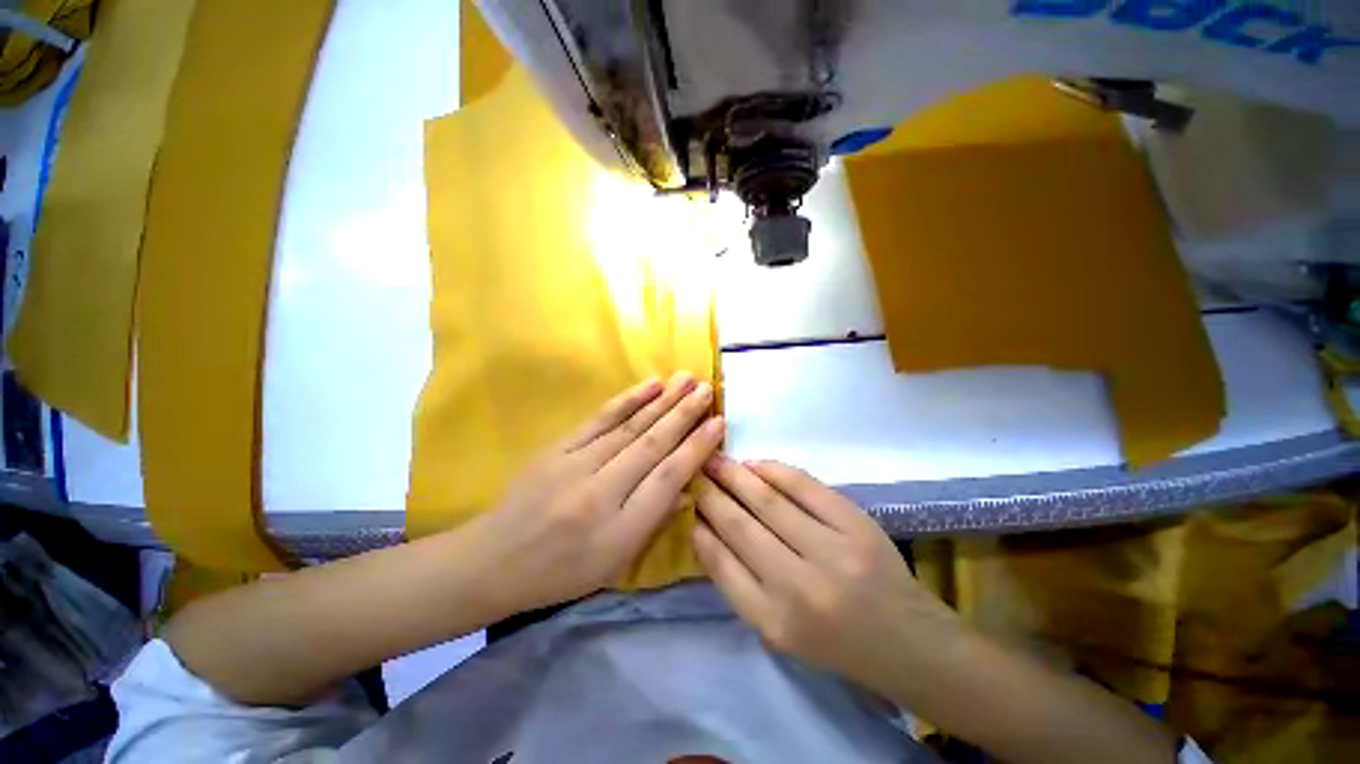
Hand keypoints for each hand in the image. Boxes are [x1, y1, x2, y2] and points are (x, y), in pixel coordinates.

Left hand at [470, 373, 723, 613]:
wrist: (493, 561)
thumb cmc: (561, 573)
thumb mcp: (614, 565)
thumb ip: (653, 521)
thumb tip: (688, 485)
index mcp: (618, 532)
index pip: (667, 479)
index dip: (696, 448)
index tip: (719, 423)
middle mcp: (600, 494)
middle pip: (652, 446)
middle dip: (684, 415)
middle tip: (708, 389)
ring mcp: (575, 466)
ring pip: (630, 427)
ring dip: (663, 400)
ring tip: (687, 379)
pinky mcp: (558, 448)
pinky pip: (599, 419)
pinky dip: (628, 400)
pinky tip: (650, 385)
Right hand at [693, 458, 959, 693]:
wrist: (906, 641)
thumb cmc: (833, 642)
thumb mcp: (776, 632)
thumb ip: (738, 583)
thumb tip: (705, 529)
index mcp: (773, 622)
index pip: (720, 562)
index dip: (699, 525)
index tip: (687, 501)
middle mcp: (798, 587)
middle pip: (739, 525)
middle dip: (710, 493)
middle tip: (694, 470)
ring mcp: (831, 552)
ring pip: (767, 501)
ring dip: (735, 475)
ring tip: (716, 459)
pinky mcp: (855, 525)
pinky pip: (804, 487)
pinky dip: (774, 470)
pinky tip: (754, 463)